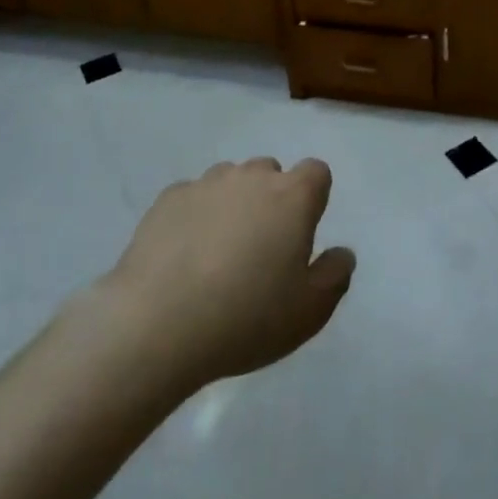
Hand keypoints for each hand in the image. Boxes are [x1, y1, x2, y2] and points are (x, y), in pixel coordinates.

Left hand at [96, 157, 355, 392]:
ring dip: (232, 205)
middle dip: (271, 200)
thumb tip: (342, 252)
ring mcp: (207, 183)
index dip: (313, 199)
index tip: (301, 234)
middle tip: (260, 250)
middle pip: (271, 172)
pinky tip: (182, 257)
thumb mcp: (309, 312)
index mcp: (293, 196)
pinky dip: (194, 216)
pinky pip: (192, 197)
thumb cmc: (245, 318)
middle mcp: (253, 176)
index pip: (317, 172)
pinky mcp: (168, 199)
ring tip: (217, 254)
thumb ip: (335, 275)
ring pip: (231, 181)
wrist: (155, 326)